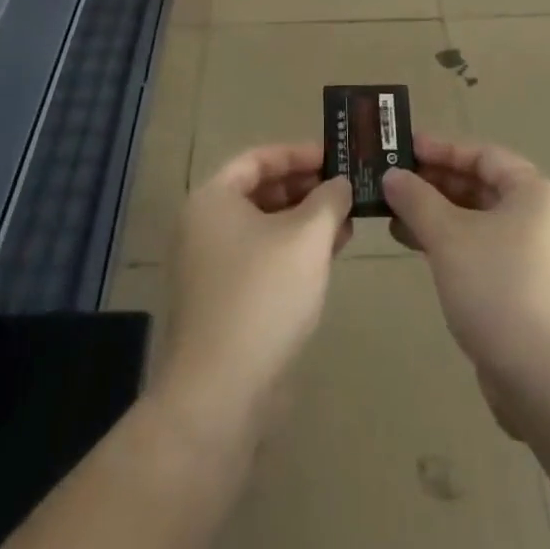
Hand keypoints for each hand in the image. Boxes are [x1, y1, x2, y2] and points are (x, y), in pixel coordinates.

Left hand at [156, 144, 352, 434]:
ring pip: (263, 229)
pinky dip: (291, 253)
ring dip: (303, 223)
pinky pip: (260, 260)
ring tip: (346, 225)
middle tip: (345, 191)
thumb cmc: (263, 296)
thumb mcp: (307, 237)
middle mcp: (203, 226)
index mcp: (213, 199)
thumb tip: (339, 184)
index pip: (258, 158)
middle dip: (305, 190)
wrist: (219, 394)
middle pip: (259, 192)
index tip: (335, 157)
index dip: (298, 154)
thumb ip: (329, 200)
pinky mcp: (221, 303)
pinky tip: (326, 260)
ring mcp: (209, 268)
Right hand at [384, 136, 549, 415]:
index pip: (482, 155)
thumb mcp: (450, 237)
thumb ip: (417, 200)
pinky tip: (420, 252)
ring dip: (438, 218)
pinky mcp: (527, 293)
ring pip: (479, 223)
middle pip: (481, 188)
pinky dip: (452, 247)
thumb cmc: (500, 289)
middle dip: (435, 186)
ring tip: (395, 219)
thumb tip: (392, 176)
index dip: (441, 149)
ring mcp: (537, 258)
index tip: (404, 149)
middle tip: (393, 184)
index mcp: (534, 193)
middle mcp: (541, 218)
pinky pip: (483, 253)